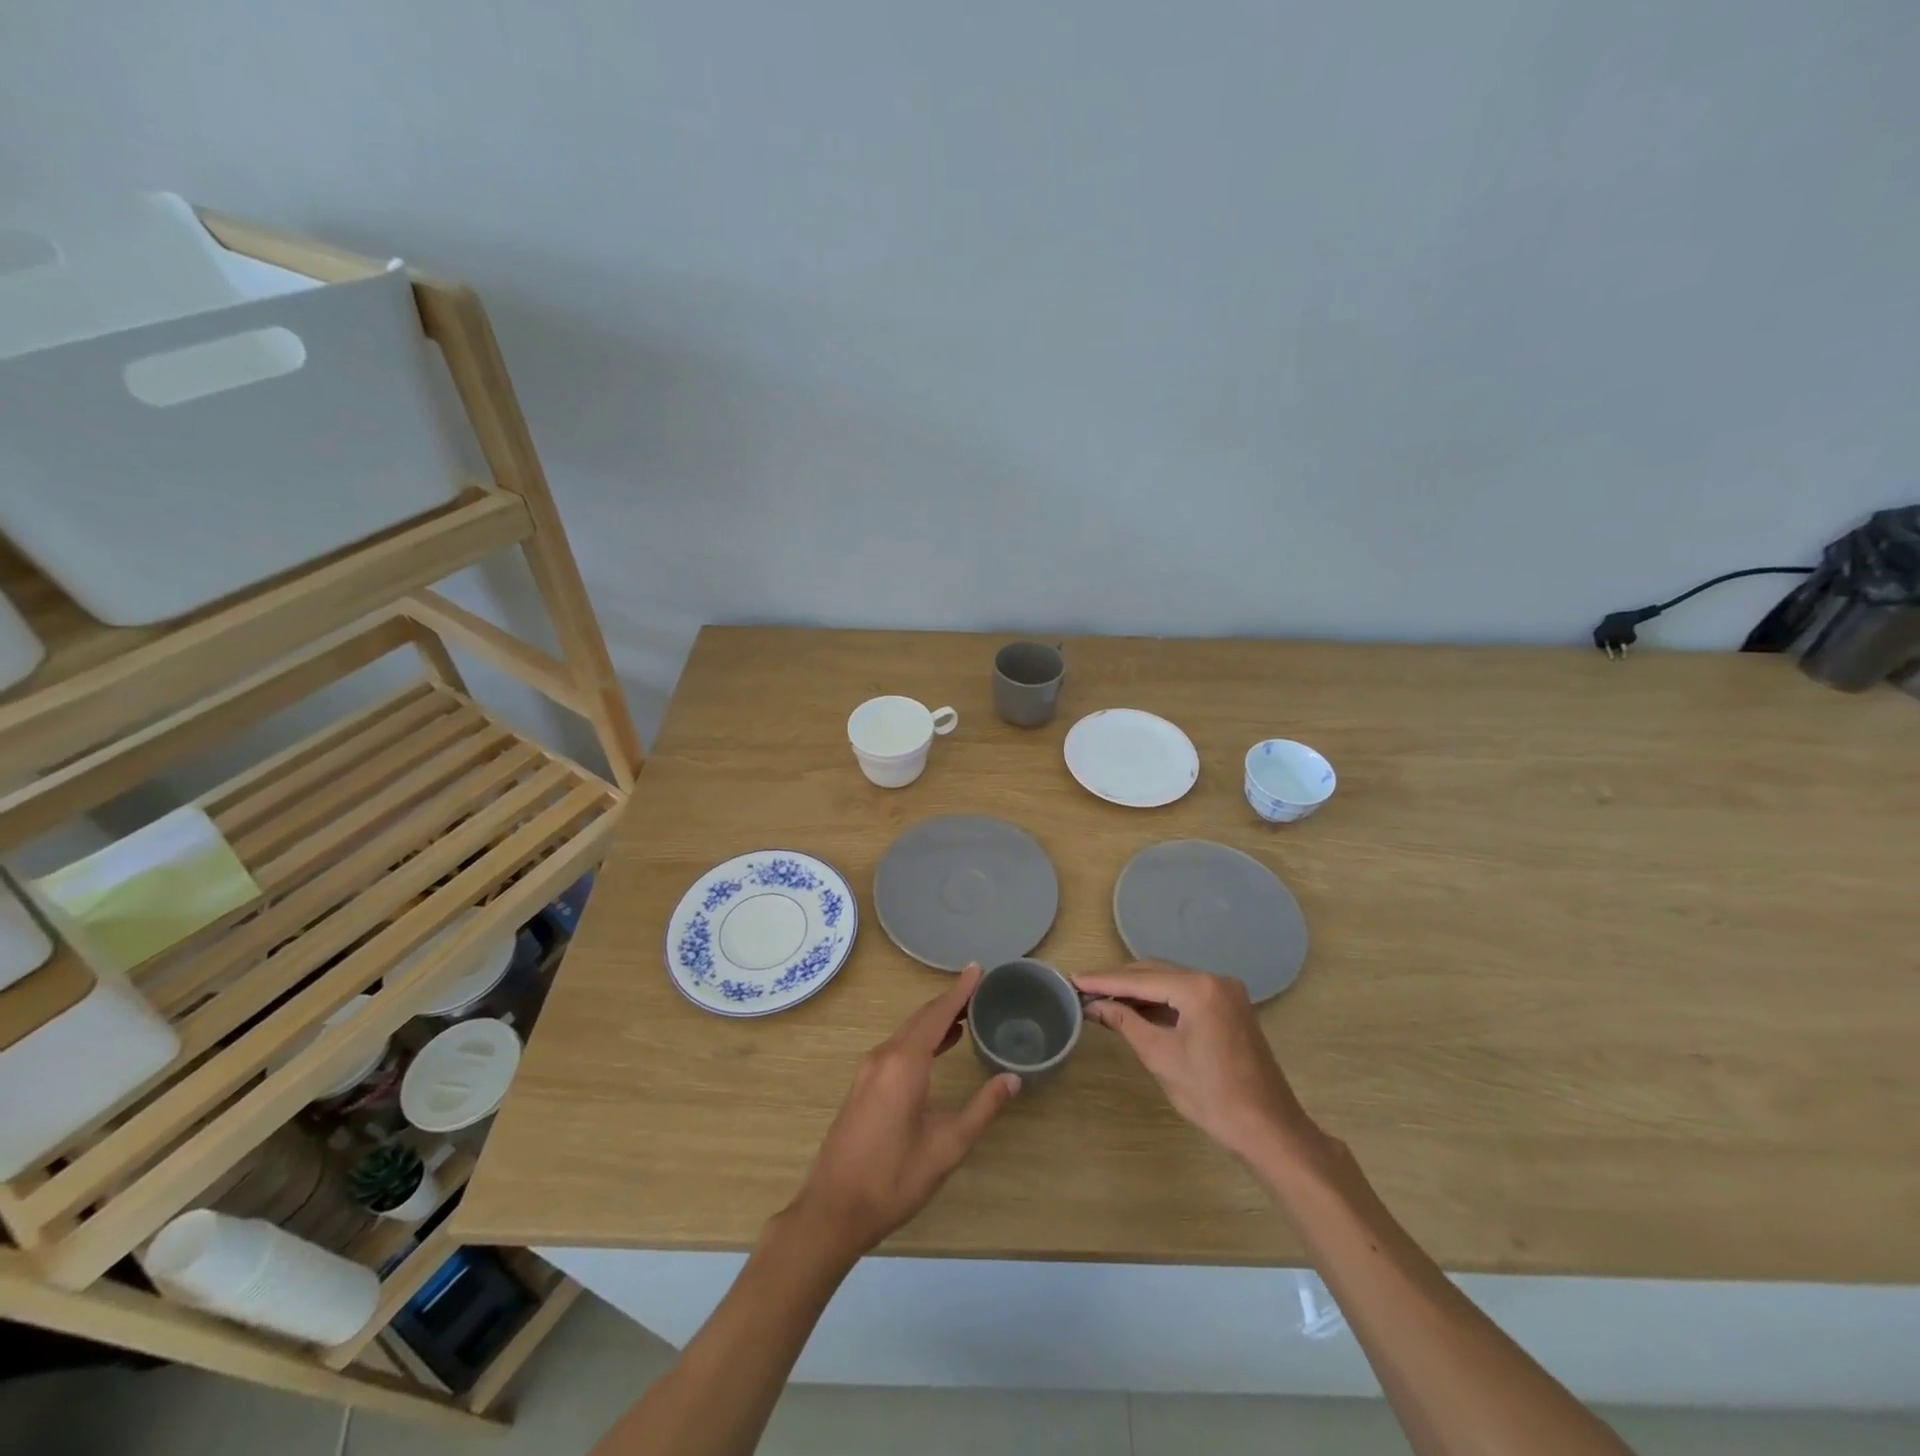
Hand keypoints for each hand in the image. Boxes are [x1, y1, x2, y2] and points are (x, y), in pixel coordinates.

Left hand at [789, 965, 1019, 1259]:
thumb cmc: (893, 1179)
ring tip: (965, 1015)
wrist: (833, 1210)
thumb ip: (981, 1109)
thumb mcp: (946, 1147)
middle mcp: (883, 1057)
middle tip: (978, 989)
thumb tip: (1012, 1078)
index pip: (937, 1015)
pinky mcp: (863, 1086)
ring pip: (907, 1032)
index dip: (959, 991)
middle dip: (949, 1002)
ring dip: (935, 1020)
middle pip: (920, 1019)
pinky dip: (920, 1038)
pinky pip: (897, 1047)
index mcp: (904, 1064)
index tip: (977, 968)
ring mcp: (868, 1071)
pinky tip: (936, 1048)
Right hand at [1076, 960, 1319, 1165]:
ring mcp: (1225, 992)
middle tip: (1083, 987)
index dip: (1104, 980)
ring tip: (1101, 997)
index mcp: (1199, 988)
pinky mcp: (1230, 1006)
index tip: (1073, 978)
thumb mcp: (1160, 1057)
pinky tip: (1134, 1008)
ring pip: (1170, 981)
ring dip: (1138, 990)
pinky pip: (1185, 994)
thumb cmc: (1212, 1097)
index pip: (1141, 979)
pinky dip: (1159, 1001)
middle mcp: (1214, 979)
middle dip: (1119, 981)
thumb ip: (1125, 1023)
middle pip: (1155, 973)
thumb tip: (1094, 1006)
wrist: (1269, 1130)